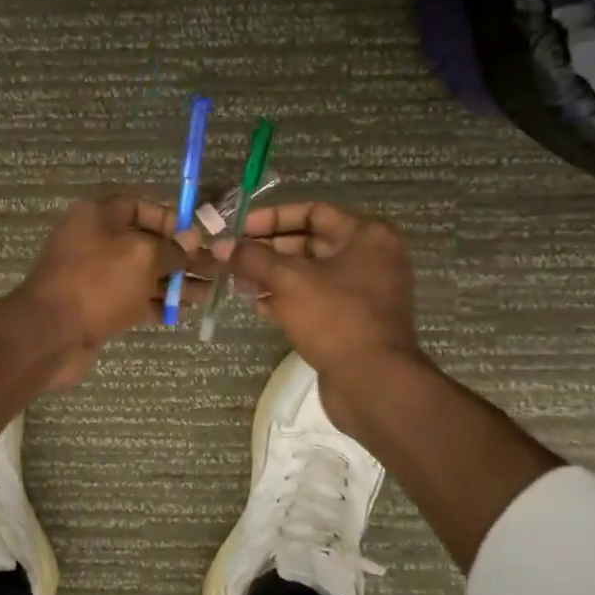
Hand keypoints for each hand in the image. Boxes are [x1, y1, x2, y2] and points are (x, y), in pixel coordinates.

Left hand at [16, 194, 196, 388]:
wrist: (51, 334)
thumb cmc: (98, 283)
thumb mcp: (142, 257)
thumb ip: (171, 249)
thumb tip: (191, 241)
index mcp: (97, 217)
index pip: (139, 206)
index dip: (170, 219)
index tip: (197, 236)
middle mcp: (94, 242)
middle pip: (144, 243)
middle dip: (180, 256)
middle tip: (214, 269)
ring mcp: (94, 277)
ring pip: (141, 274)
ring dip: (174, 282)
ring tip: (208, 293)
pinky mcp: (96, 307)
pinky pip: (132, 299)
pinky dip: (157, 303)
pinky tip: (184, 311)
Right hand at [221, 202, 426, 426]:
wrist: (373, 383)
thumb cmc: (334, 318)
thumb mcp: (288, 279)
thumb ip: (252, 257)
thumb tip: (221, 245)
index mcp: (366, 235)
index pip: (312, 211)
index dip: (271, 217)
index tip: (237, 230)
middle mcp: (370, 257)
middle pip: (309, 241)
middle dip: (267, 249)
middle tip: (231, 257)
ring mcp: (363, 291)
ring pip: (308, 272)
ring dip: (272, 275)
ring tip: (237, 282)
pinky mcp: (352, 320)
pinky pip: (314, 298)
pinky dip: (286, 298)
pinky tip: (257, 304)